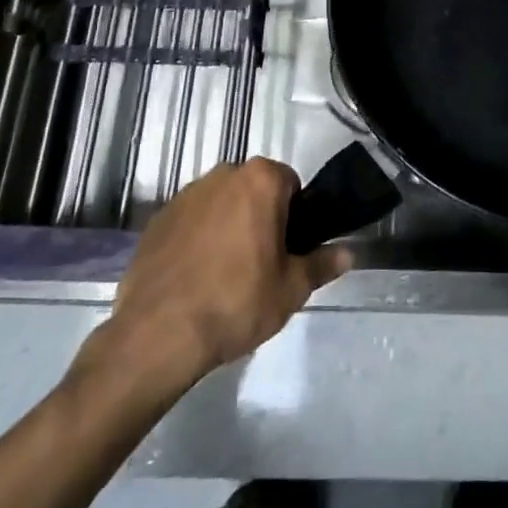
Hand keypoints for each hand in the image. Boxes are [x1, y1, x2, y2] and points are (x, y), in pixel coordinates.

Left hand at [89, 160, 348, 386]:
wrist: (158, 334)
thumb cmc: (236, 302)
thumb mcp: (291, 289)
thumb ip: (322, 264)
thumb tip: (349, 253)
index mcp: (260, 179)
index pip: (290, 184)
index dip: (295, 216)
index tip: (288, 250)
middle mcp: (223, 174)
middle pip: (253, 190)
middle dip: (260, 217)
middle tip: (261, 265)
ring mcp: (186, 194)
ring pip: (220, 204)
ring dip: (227, 226)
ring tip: (224, 276)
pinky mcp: (158, 219)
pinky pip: (190, 222)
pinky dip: (196, 240)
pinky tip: (194, 279)